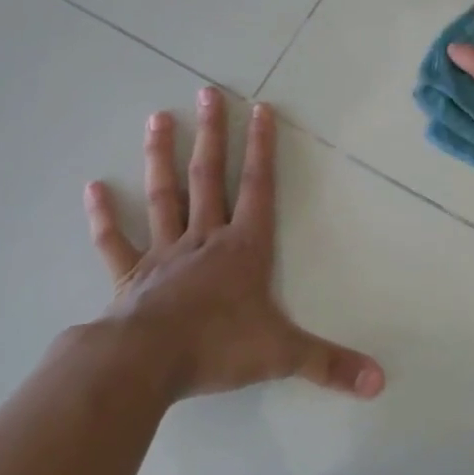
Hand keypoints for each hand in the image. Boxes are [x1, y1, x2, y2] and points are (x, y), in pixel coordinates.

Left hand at [82, 91, 384, 401]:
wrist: (145, 365)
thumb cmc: (217, 348)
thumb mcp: (282, 354)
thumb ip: (330, 364)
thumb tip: (380, 382)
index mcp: (243, 247)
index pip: (257, 187)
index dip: (261, 148)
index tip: (260, 109)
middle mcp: (204, 239)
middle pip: (208, 177)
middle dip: (212, 134)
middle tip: (207, 92)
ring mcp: (163, 254)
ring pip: (163, 196)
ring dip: (161, 157)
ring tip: (158, 118)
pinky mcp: (131, 277)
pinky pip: (116, 241)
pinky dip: (104, 217)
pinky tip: (93, 187)